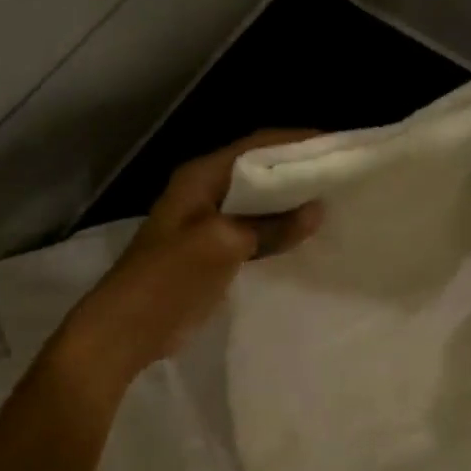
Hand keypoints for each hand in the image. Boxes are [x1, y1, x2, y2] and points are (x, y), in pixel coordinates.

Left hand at [46, 130, 322, 393]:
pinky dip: (281, 228)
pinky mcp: (216, 249)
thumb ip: (271, 226)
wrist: (126, 329)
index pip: (257, 145)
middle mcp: (207, 190)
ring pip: (260, 200)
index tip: (337, 145)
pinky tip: (308, 235)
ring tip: (335, 200)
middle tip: (344, 174)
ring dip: (292, 200)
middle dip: (299, 169)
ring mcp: (210, 221)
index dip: (297, 141)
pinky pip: (256, 229)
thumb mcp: (222, 245)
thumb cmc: (167, 277)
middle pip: (260, 170)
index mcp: (201, 176)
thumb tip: (317, 211)